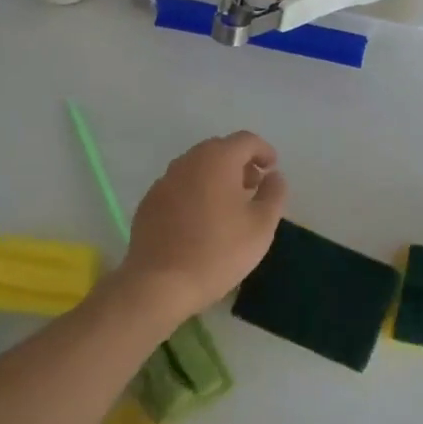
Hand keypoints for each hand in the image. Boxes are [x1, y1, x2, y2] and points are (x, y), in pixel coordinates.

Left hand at [119, 131, 287, 317]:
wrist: (160, 283)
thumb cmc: (219, 251)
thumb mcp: (262, 225)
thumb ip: (274, 194)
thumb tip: (274, 176)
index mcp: (217, 160)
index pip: (245, 140)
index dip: (263, 151)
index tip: (272, 168)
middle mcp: (187, 162)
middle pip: (218, 150)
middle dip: (239, 163)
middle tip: (254, 186)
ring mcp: (164, 181)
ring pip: (196, 168)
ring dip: (216, 177)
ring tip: (229, 205)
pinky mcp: (149, 203)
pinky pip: (179, 187)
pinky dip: (195, 193)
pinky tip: (200, 221)